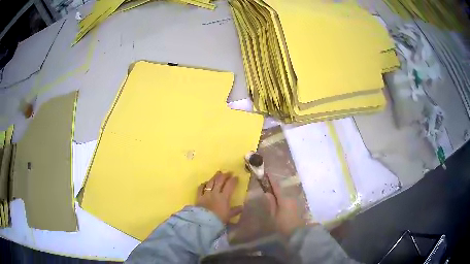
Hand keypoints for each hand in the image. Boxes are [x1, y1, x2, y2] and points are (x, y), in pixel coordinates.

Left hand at [197, 171, 242, 223]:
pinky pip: (201, 188)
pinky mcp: (199, 197)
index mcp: (224, 197)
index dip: (233, 180)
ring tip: (218, 173)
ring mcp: (206, 194)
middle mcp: (215, 193)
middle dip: (225, 175)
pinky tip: (206, 182)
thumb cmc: (218, 219)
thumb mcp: (229, 216)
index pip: (230, 185)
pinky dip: (204, 184)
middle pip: (220, 181)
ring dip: (215, 177)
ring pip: (211, 182)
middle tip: (228, 172)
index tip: (236, 177)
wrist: (204, 222)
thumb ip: (235, 211)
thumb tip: (242, 207)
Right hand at [265, 174, 306, 236]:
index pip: (276, 186)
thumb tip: (267, 192)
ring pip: (285, 193)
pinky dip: (283, 197)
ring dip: (279, 192)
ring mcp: (295, 200)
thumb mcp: (274, 215)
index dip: (271, 179)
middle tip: (266, 183)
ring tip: (271, 192)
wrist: (298, 232)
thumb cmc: (284, 224)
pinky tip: (279, 200)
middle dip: (274, 185)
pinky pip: (288, 198)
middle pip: (281, 189)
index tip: (266, 172)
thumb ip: (271, 203)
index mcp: (284, 198)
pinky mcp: (298, 205)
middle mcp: (291, 196)